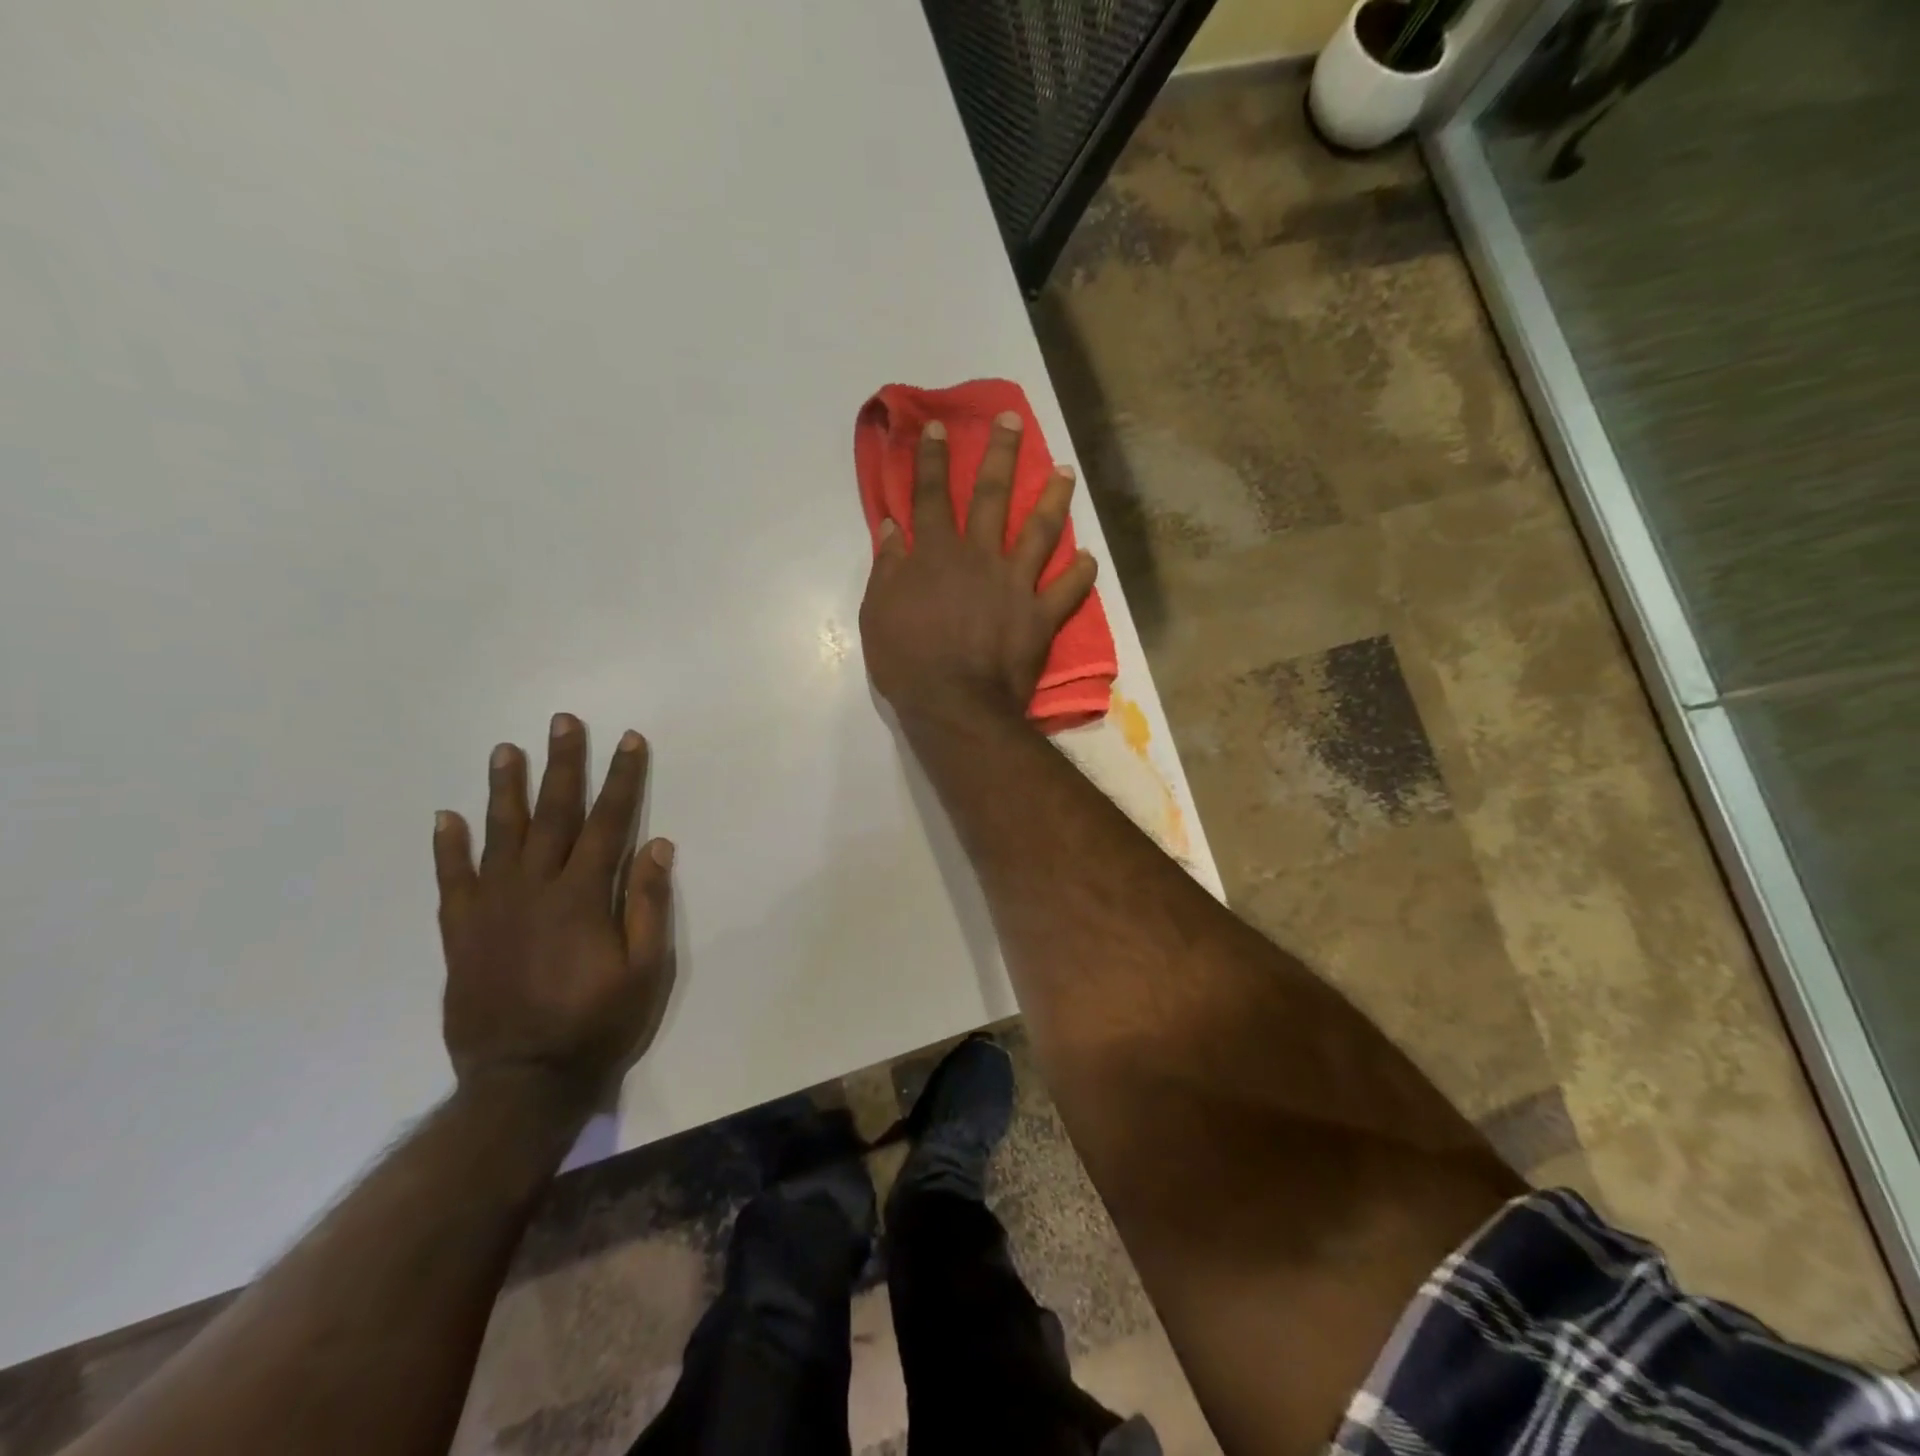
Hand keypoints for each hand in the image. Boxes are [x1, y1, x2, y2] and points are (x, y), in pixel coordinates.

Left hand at [433, 714, 673, 1112]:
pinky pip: (451, 880)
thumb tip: (656, 844)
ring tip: (506, 750)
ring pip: (498, 835)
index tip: (629, 740)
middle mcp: (534, 889)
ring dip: (505, 789)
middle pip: (553, 814)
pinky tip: (447, 817)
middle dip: (563, 765)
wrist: (522, 1082)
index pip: (609, 821)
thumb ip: (646, 904)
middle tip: (562, 722)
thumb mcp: (645, 970)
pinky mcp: (461, 933)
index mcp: (582, 895)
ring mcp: (491, 908)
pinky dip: (448, 847)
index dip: (622, 778)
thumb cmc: (597, 1024)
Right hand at [859, 413, 1096, 727]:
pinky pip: (1068, 590)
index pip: (931, 496)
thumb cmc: (908, 662)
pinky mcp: (1041, 615)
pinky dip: (1081, 573)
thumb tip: (891, 527)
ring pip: (1040, 530)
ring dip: (1054, 498)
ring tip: (1066, 472)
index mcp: (936, 554)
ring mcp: (1016, 584)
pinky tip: (1089, 557)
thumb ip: (887, 567)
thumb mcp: (878, 613)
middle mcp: (980, 557)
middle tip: (1013, 420)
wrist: (956, 705)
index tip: (937, 427)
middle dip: (1001, 453)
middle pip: (991, 496)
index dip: (931, 459)